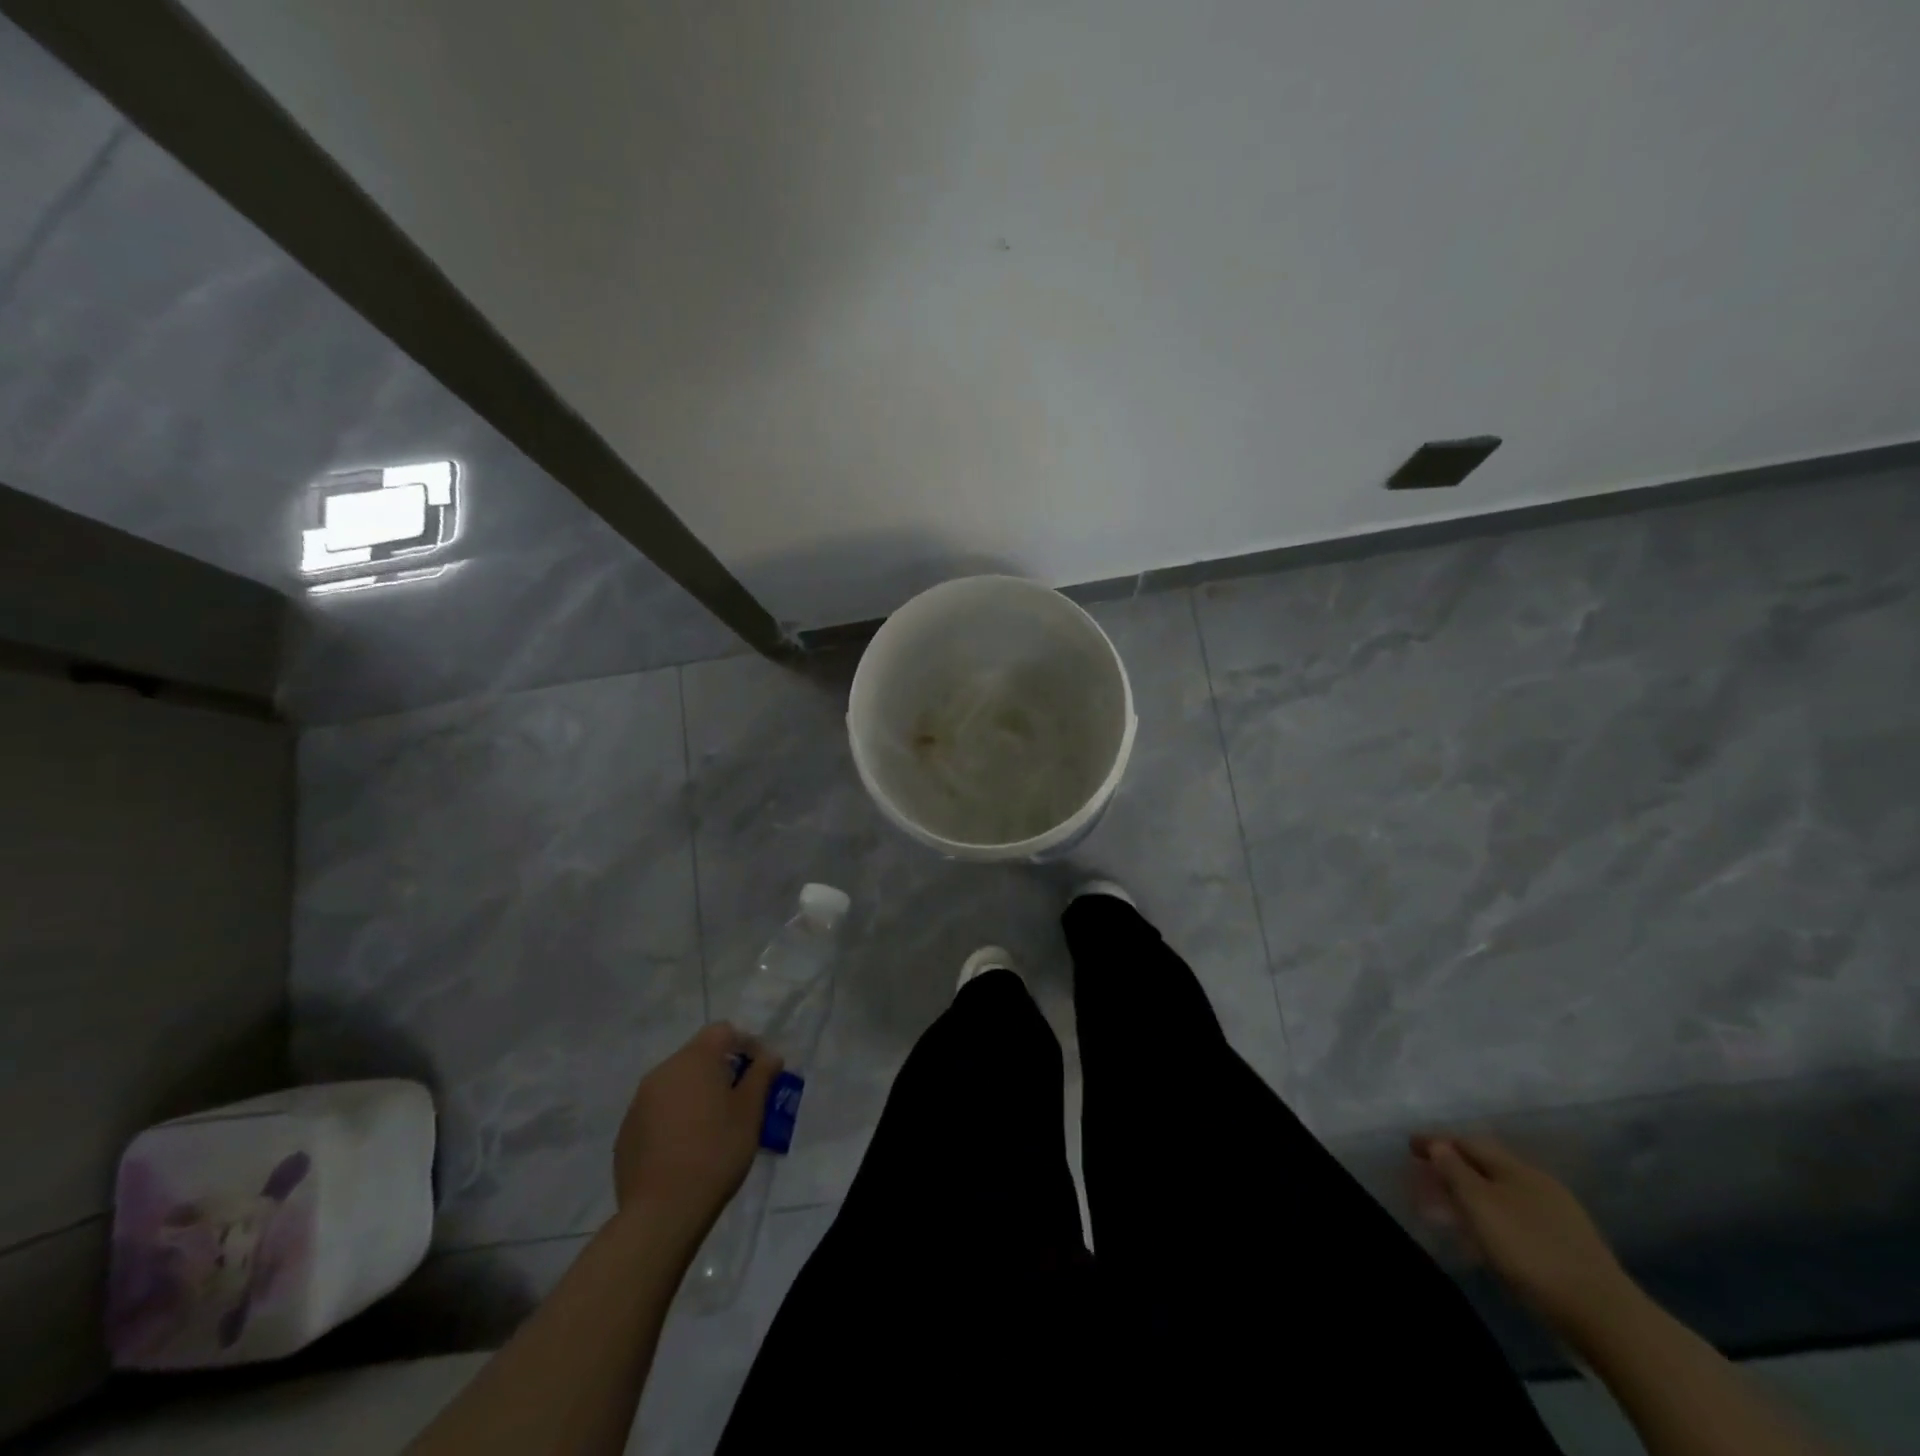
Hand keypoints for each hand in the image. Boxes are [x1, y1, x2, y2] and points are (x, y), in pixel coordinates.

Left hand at [613, 1024, 782, 1241]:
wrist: (662, 1211)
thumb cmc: (716, 1151)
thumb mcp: (750, 1112)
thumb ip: (761, 1076)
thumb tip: (770, 1056)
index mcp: (694, 1060)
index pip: (723, 1031)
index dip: (746, 1044)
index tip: (760, 1071)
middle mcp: (662, 1071)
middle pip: (697, 1055)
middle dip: (721, 1070)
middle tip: (741, 1099)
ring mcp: (639, 1102)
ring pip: (676, 1083)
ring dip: (697, 1093)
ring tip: (714, 1125)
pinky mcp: (626, 1132)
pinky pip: (657, 1111)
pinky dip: (675, 1117)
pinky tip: (686, 1147)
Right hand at [1411, 1133, 1633, 1339]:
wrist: (1605, 1315)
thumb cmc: (1530, 1252)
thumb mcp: (1481, 1207)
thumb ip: (1455, 1171)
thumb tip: (1439, 1145)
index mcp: (1516, 1167)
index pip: (1467, 1142)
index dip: (1436, 1142)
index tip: (1409, 1146)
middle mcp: (1538, 1181)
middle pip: (1487, 1164)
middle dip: (1454, 1166)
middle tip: (1427, 1175)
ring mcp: (1560, 1213)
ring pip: (1504, 1190)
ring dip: (1474, 1191)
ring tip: (1453, 1205)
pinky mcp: (1570, 1244)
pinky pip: (1519, 1214)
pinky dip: (1495, 1213)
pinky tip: (1491, 1232)